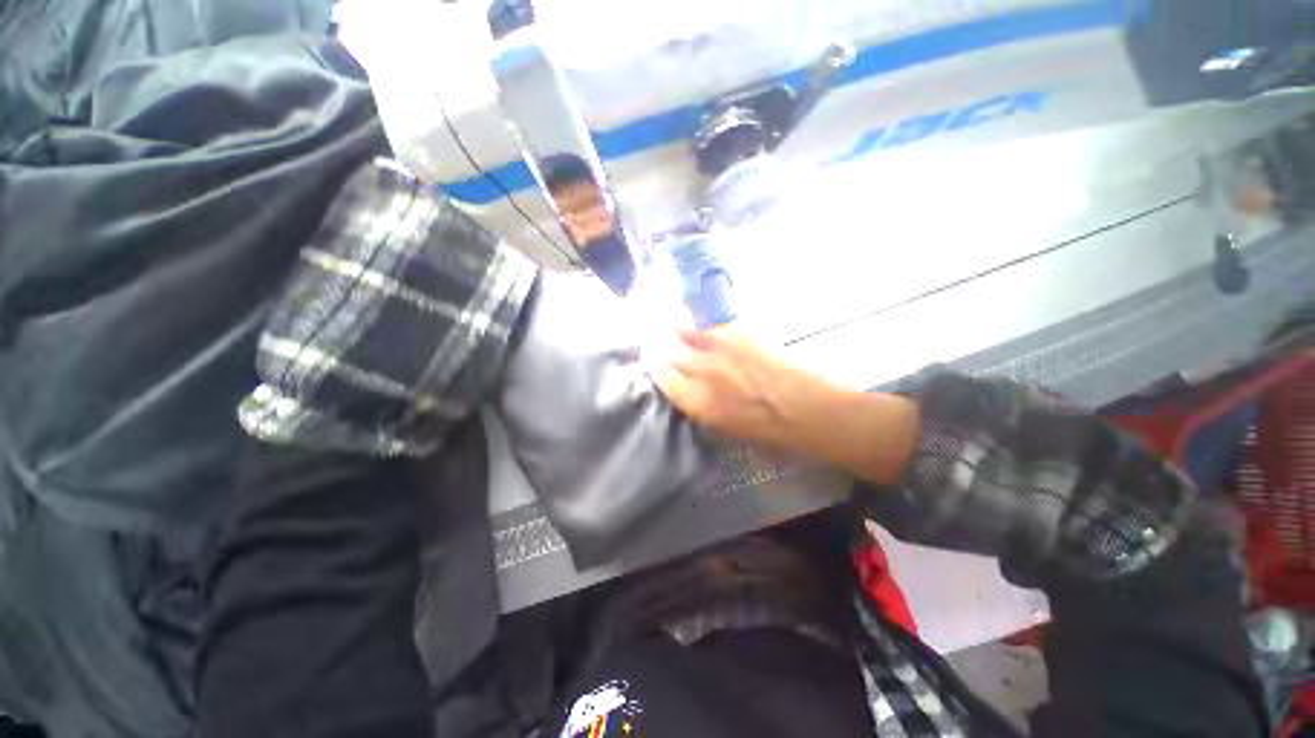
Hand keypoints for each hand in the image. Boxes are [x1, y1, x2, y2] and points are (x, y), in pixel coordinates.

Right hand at [648, 328, 825, 449]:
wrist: (811, 410)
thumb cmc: (771, 433)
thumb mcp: (727, 433)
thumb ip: (702, 411)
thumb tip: (689, 396)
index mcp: (698, 402)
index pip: (661, 376)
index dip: (652, 365)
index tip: (649, 359)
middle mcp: (702, 371)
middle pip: (668, 351)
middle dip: (657, 345)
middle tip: (653, 340)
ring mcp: (721, 348)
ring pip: (685, 331)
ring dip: (674, 330)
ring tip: (668, 326)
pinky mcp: (740, 332)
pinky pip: (710, 324)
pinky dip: (700, 324)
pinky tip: (699, 324)